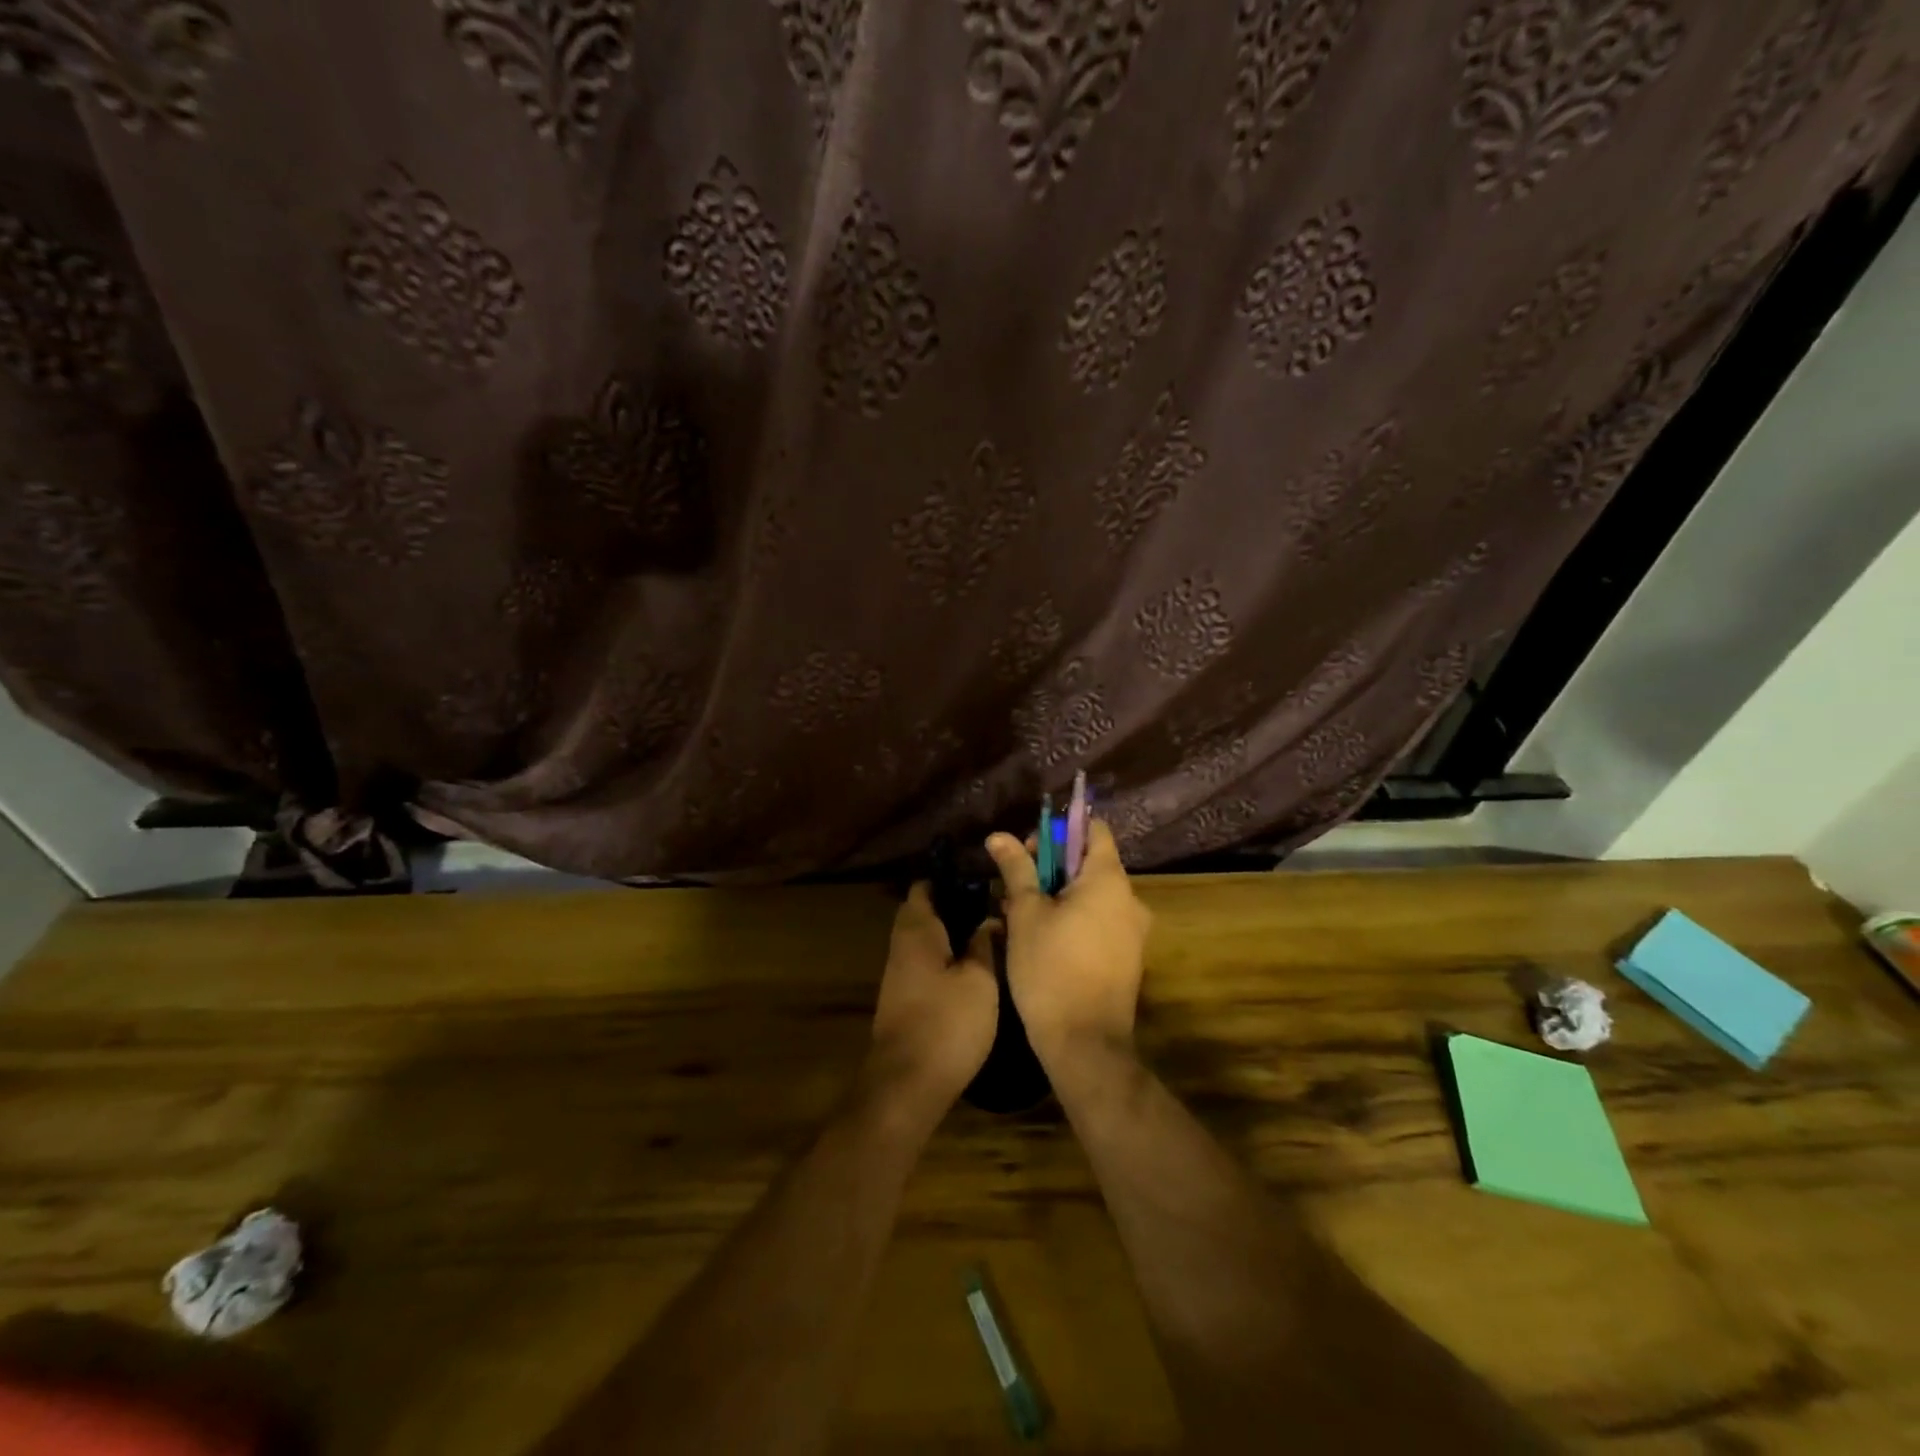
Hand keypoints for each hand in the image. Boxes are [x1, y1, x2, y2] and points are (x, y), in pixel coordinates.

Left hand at [865, 884, 998, 1121]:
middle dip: (956, 907)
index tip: (983, 878)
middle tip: (994, 908)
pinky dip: (948, 959)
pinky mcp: (905, 999)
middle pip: (925, 913)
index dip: (951, 878)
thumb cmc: (946, 1023)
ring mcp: (900, 974)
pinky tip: (976, 970)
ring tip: (992, 936)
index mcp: (917, 930)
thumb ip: (983, 945)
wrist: (907, 1085)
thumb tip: (988, 920)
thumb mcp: (979, 980)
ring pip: (927, 940)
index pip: (925, 886)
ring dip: (953, 935)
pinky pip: (927, 963)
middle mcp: (902, 945)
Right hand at [986, 819, 1151, 1073]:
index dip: (1061, 830)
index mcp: (1108, 880)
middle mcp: (1130, 898)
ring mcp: (1133, 930)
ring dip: (1059, 895)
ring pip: (1092, 895)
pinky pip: (1100, 920)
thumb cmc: (1051, 969)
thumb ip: (1017, 869)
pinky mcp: (1128, 956)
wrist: (1086, 1044)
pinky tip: (1043, 939)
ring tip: (1021, 916)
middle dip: (1052, 867)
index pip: (1094, 830)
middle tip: (1016, 886)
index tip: (1031, 847)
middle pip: (1090, 863)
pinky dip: (1074, 918)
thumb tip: (999, 835)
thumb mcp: (1025, 914)